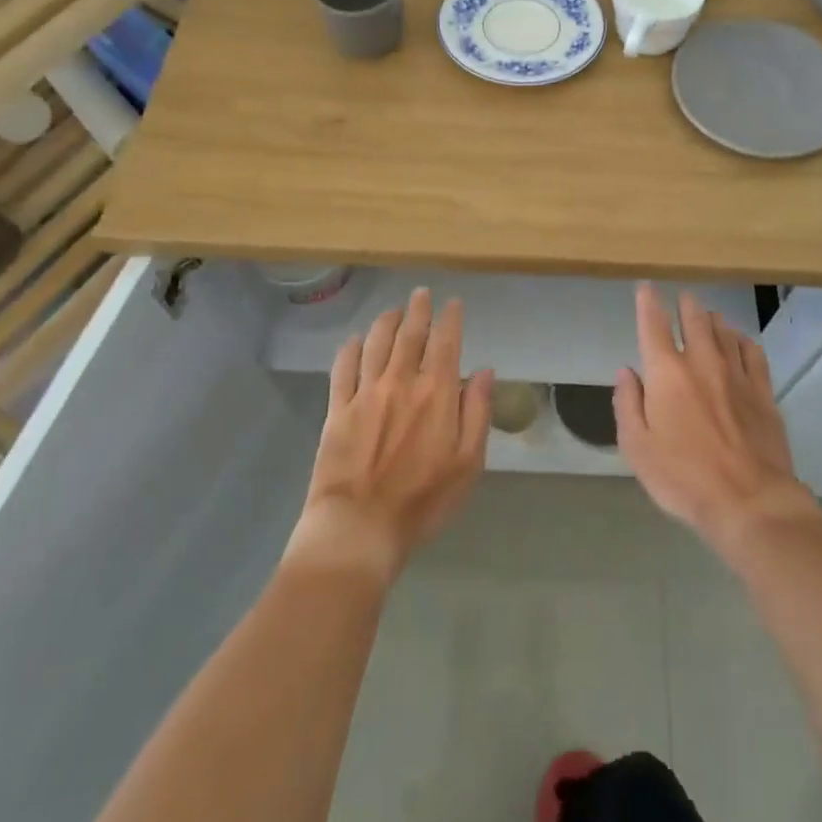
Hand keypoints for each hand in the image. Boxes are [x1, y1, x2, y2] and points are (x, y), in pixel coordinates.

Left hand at [287, 288, 492, 583]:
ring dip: (387, 321)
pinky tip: (355, 340)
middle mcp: (401, 382)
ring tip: (393, 311)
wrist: (359, 527)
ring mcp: (366, 393)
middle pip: (410, 334)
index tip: (453, 303)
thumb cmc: (423, 501)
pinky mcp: (337, 409)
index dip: (451, 319)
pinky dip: (351, 348)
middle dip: (418, 310)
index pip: (446, 343)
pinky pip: (343, 368)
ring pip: (377, 343)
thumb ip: (478, 412)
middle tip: (421, 293)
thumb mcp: (468, 463)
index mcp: (437, 393)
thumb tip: (485, 371)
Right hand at [615, 285, 818, 552]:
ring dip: (713, 320)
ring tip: (708, 318)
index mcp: (667, 373)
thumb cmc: (683, 478)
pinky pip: (753, 352)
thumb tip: (627, 371)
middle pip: (695, 319)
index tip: (646, 287)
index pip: (654, 324)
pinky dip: (742, 340)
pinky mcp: (763, 391)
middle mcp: (702, 362)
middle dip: (686, 305)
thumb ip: (627, 404)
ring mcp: (737, 374)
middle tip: (683, 299)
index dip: (648, 302)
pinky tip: (740, 343)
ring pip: (725, 330)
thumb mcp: (637, 447)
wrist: (750, 501)